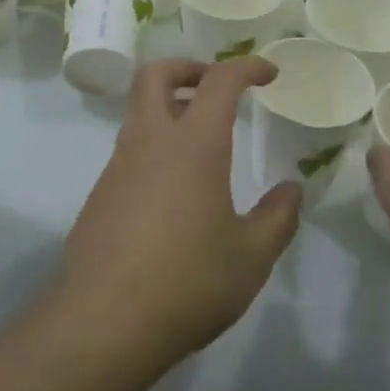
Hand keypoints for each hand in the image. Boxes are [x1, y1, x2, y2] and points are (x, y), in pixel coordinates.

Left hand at [59, 57, 303, 371]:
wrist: (104, 323)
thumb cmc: (188, 282)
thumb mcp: (251, 257)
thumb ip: (277, 218)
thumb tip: (291, 191)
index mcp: (193, 146)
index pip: (220, 81)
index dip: (246, 67)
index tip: (268, 74)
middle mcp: (150, 143)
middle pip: (156, 75)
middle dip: (188, 68)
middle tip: (215, 88)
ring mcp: (117, 168)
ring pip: (138, 114)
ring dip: (168, 110)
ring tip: (201, 144)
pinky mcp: (98, 197)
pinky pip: (128, 153)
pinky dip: (153, 149)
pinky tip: (173, 194)